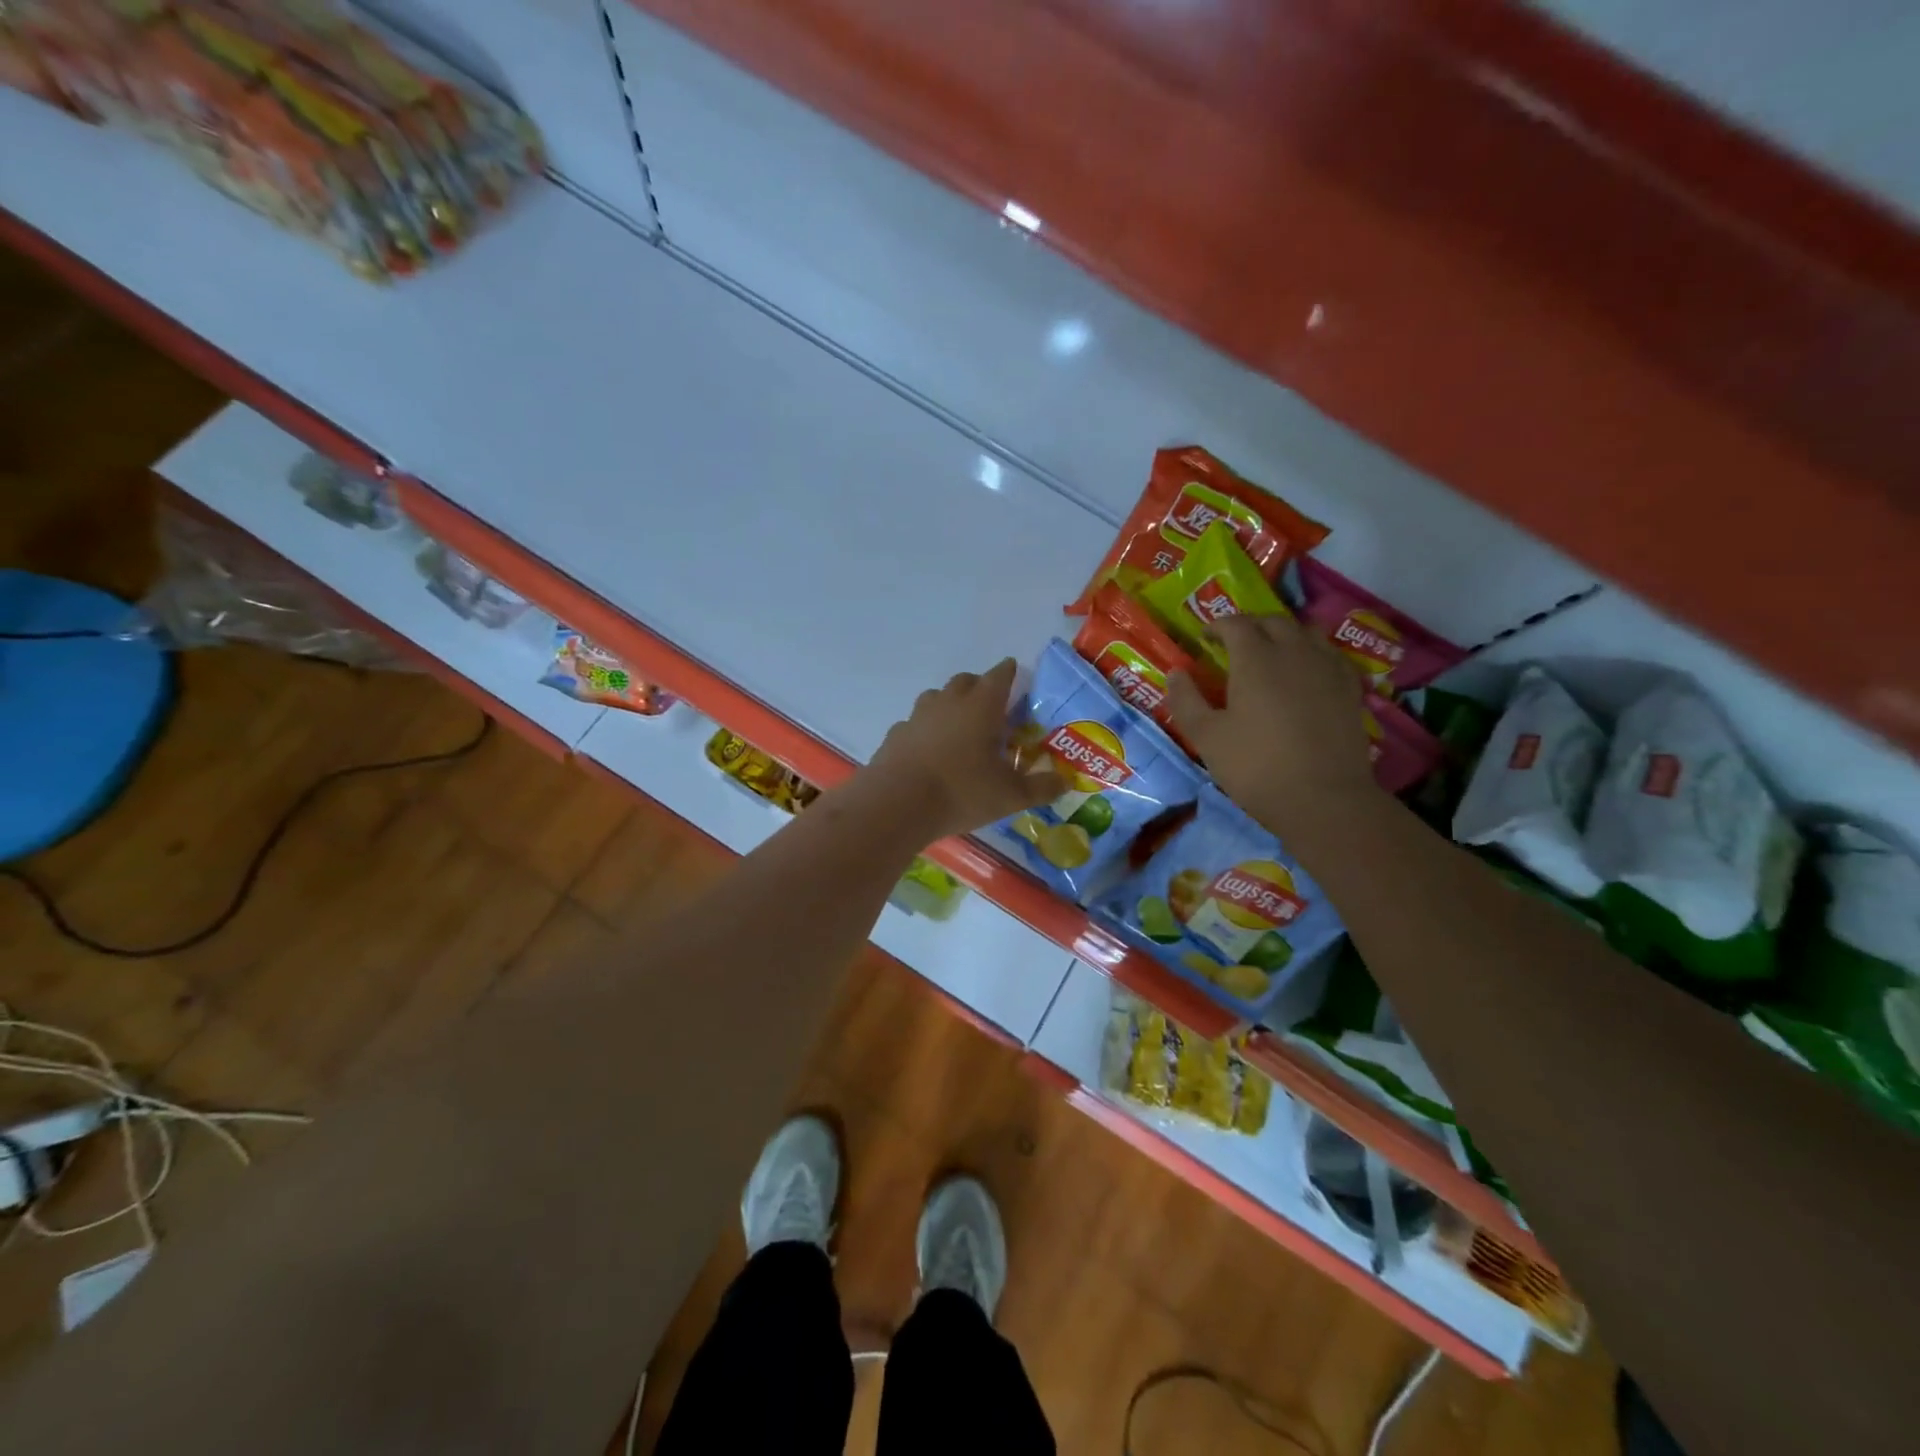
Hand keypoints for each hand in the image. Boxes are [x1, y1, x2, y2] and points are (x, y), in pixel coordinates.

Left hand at [867, 658, 1066, 838]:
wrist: (897, 804)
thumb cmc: (961, 791)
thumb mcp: (1010, 796)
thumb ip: (1041, 787)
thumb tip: (1065, 783)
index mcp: (981, 706)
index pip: (999, 676)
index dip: (1009, 673)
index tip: (1014, 673)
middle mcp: (949, 702)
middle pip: (966, 680)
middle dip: (980, 686)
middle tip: (991, 708)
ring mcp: (918, 716)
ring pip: (936, 698)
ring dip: (950, 705)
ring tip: (960, 729)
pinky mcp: (896, 735)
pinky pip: (916, 723)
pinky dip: (926, 730)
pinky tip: (930, 751)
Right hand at [1166, 614, 1378, 831]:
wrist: (1323, 798)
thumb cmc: (1255, 766)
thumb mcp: (1206, 737)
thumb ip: (1186, 700)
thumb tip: (1176, 672)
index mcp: (1255, 659)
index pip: (1235, 624)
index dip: (1217, 625)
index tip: (1205, 637)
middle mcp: (1294, 652)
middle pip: (1273, 622)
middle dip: (1251, 625)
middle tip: (1235, 643)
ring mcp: (1328, 668)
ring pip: (1307, 633)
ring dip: (1285, 635)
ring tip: (1273, 652)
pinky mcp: (1351, 688)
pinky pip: (1331, 656)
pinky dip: (1314, 654)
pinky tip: (1308, 672)